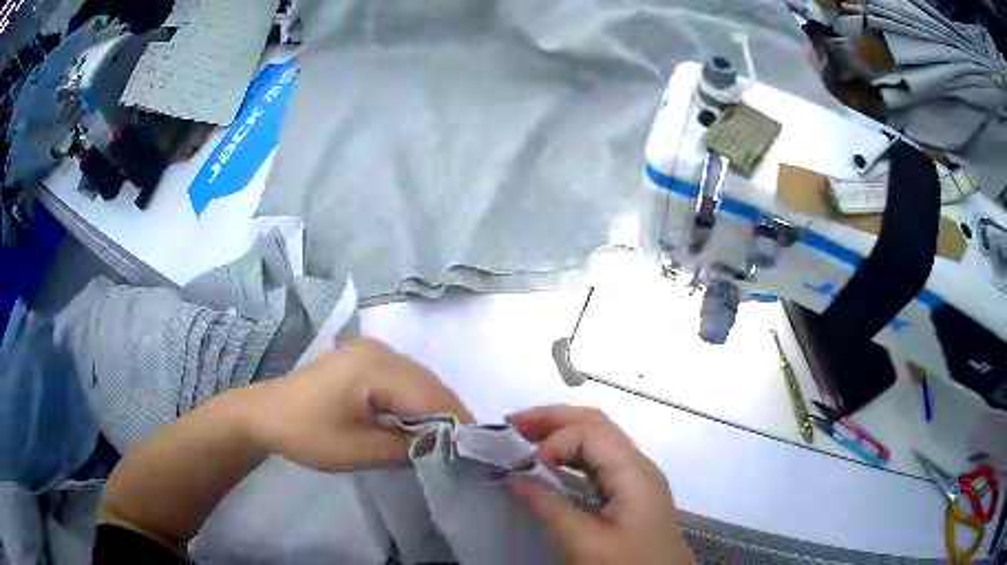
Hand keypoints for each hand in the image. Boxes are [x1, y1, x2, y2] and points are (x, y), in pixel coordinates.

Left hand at [254, 337, 472, 470]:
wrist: (267, 414)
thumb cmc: (307, 435)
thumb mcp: (358, 451)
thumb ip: (407, 447)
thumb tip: (446, 447)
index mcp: (373, 367)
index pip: (431, 396)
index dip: (458, 423)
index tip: (477, 451)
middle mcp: (378, 350)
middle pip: (430, 383)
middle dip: (451, 415)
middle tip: (465, 448)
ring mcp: (371, 349)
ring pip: (421, 379)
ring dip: (436, 407)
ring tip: (447, 438)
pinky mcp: (366, 356)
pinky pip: (406, 377)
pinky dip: (419, 399)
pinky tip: (420, 421)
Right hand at [506, 406, 694, 564]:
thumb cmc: (627, 563)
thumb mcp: (585, 542)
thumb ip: (549, 507)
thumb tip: (513, 477)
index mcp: (634, 472)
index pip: (591, 432)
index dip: (554, 440)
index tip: (525, 467)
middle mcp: (639, 465)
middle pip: (597, 424)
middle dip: (555, 419)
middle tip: (514, 423)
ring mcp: (638, 477)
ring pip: (600, 437)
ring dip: (562, 431)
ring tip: (525, 435)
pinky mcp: (632, 491)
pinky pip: (601, 458)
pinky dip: (572, 452)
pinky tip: (552, 461)